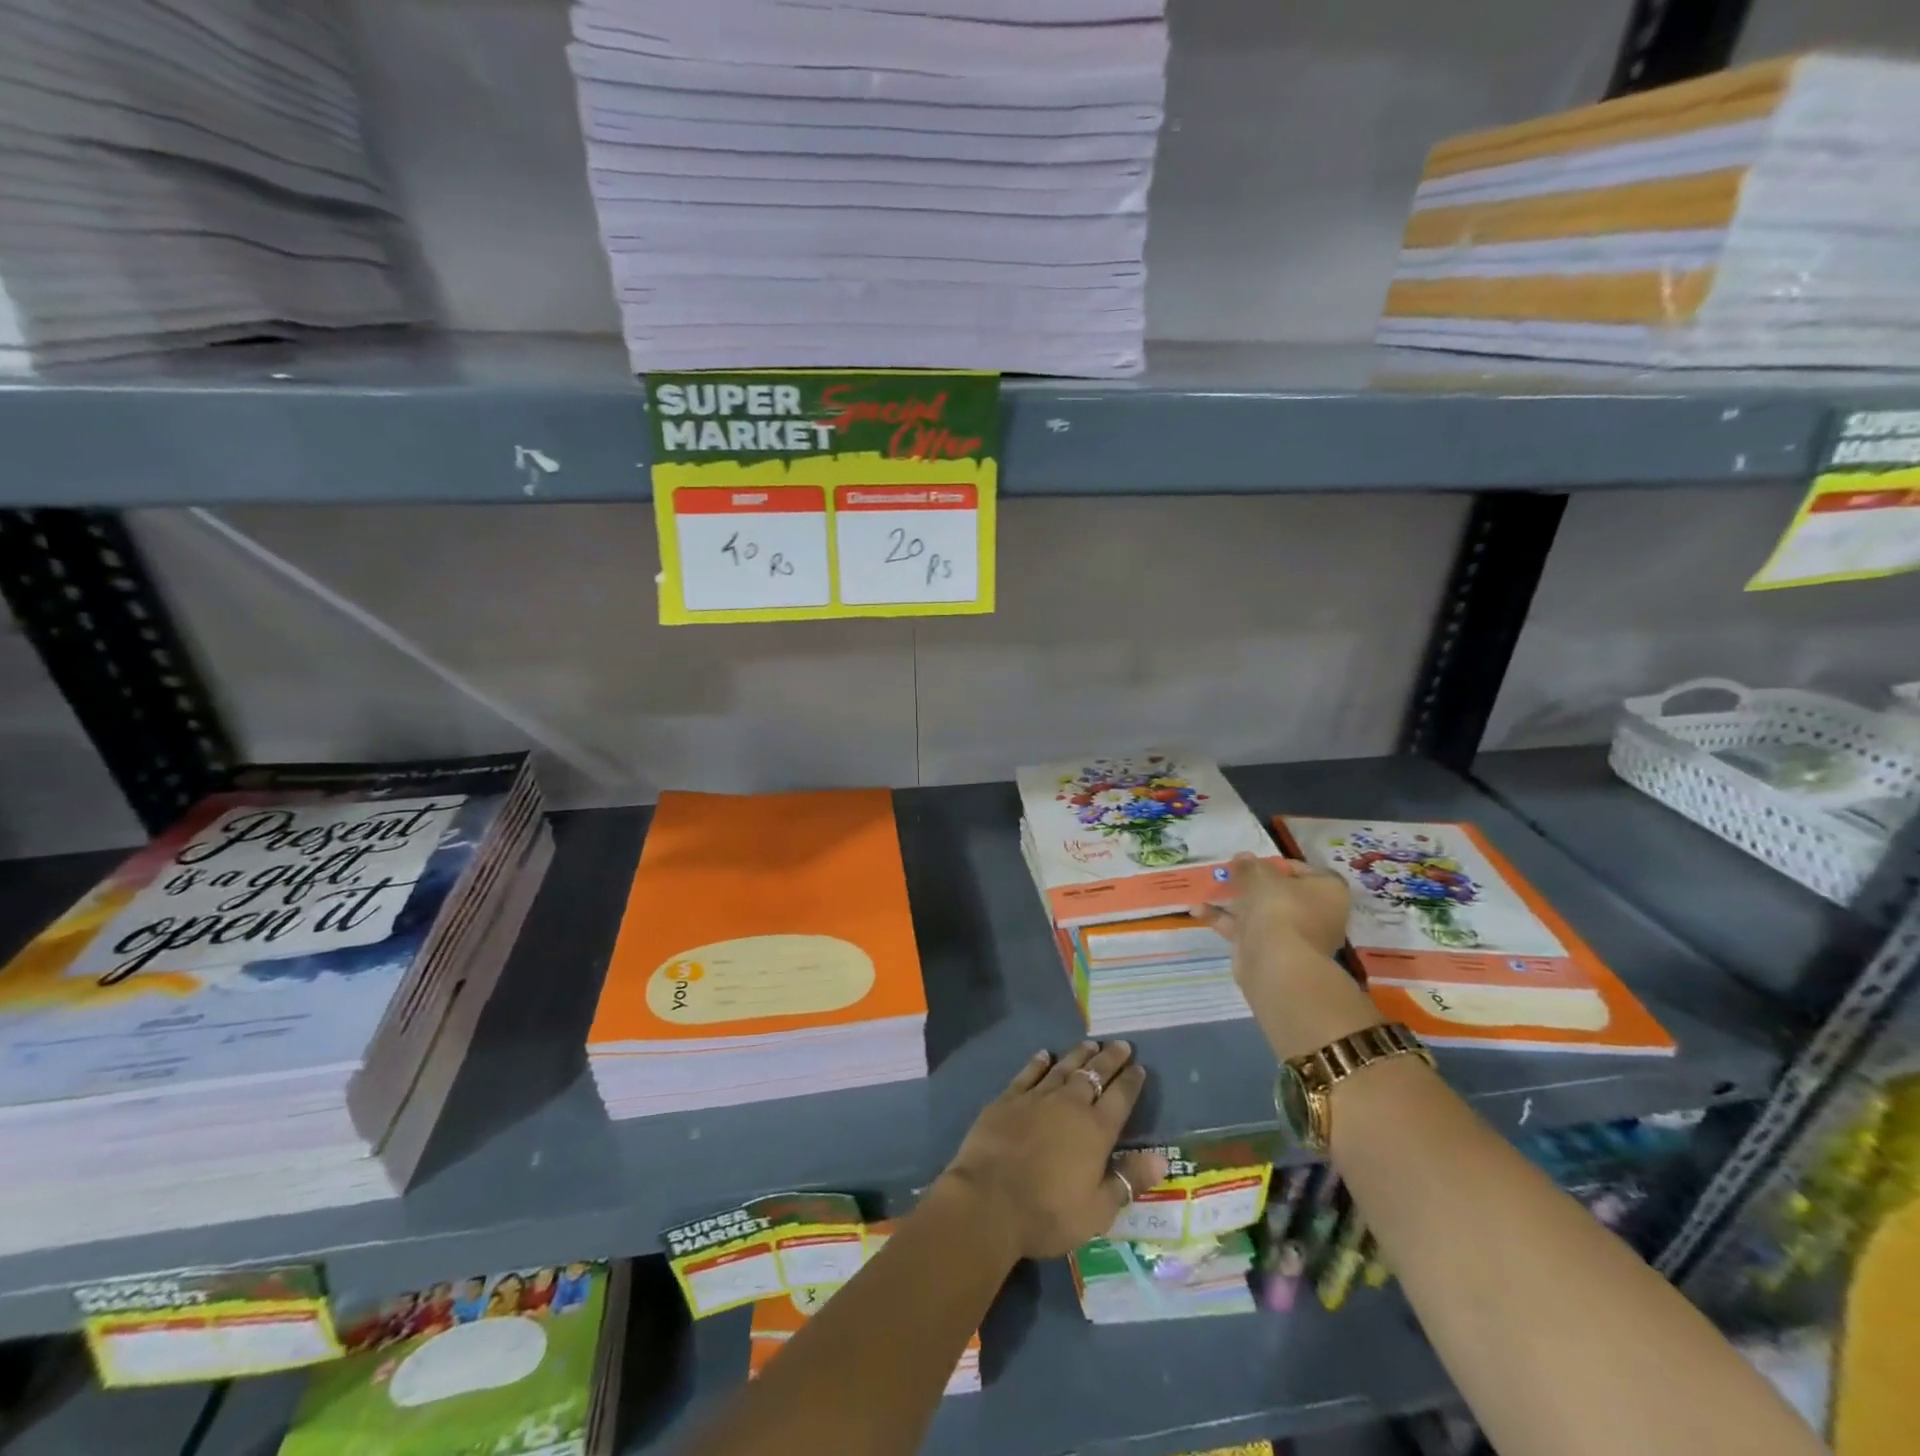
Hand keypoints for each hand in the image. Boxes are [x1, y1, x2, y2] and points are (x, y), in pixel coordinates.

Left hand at [939, 1042, 1168, 1260]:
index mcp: (1095, 1130)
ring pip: (1063, 1068)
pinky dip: (1038, 1062)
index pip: (1120, 1098)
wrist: (989, 1200)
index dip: (1131, 1082)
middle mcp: (1069, 1105)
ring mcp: (1036, 1098)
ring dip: (1078, 1055)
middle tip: (1121, 1044)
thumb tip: (1161, 1158)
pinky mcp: (1008, 1099)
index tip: (1139, 1067)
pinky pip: (1028, 1074)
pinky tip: (1044, 1054)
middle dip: (1110, 1059)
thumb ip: (1128, 1180)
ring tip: (1090, 1043)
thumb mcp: (1097, 1210)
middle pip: (1094, 1074)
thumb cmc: (1048, 1213)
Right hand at [1193, 853, 1382, 1060]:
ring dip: (1234, 901)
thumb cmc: (1279, 908)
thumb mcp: (1261, 876)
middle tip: (1228, 874)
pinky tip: (1198, 911)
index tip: (1252, 862)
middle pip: (1280, 893)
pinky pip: (1247, 930)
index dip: (1276, 864)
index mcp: (1328, 892)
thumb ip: (1250, 865)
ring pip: (1261, 912)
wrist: (1277, 964)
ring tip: (1207, 889)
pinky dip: (1224, 920)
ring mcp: (1294, 936)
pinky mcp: (1271, 952)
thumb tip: (1243, 858)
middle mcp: (1317, 914)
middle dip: (1252, 884)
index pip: (1303, 871)